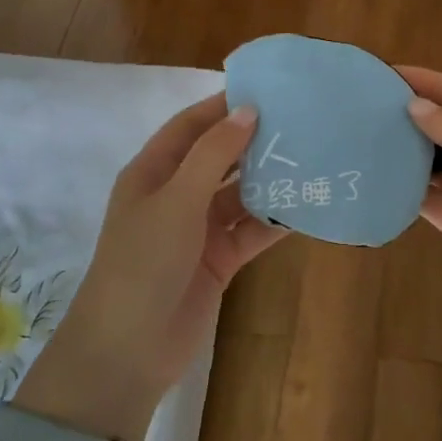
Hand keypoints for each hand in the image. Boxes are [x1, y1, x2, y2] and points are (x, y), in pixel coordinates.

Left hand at [18, 94, 285, 440]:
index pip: (190, 126)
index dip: (222, 107)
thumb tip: (248, 110)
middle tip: (300, 124)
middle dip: (253, 142)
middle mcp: (175, 196)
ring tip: (312, 160)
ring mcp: (197, 230)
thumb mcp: (176, 200)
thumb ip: (213, 154)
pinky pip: (250, 231)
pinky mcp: (218, 261)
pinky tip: (306, 208)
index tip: (267, 90)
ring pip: (239, 195)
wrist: (129, 349)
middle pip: (218, 159)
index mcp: (152, 173)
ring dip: (269, 181)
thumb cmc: (143, 262)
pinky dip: (274, 221)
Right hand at [401, 68, 441, 435]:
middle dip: (414, 116)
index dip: (432, 82)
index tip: (388, 72)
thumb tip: (417, 106)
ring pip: (438, 166)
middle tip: (365, 106)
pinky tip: (378, 180)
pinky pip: (432, 202)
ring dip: (407, 154)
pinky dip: (407, 192)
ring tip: (363, 139)